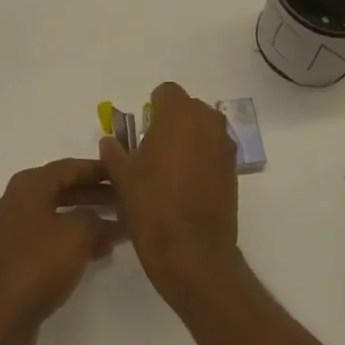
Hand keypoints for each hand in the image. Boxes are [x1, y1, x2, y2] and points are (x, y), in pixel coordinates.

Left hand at [0, 158, 123, 344]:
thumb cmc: (36, 264)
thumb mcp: (76, 234)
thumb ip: (95, 219)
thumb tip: (104, 221)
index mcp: (28, 186)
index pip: (70, 167)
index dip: (98, 169)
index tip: (124, 171)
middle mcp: (17, 203)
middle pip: (63, 190)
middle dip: (95, 194)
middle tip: (126, 200)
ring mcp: (13, 233)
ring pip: (58, 218)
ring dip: (88, 221)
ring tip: (120, 229)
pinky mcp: (15, 262)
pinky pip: (50, 241)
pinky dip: (73, 243)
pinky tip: (98, 254)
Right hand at [97, 82, 241, 312]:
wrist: (192, 252)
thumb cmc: (152, 205)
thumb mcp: (122, 176)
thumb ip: (114, 151)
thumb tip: (110, 141)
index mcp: (179, 115)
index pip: (166, 92)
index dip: (153, 107)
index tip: (142, 129)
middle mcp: (207, 123)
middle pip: (189, 108)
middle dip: (173, 121)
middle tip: (153, 148)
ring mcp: (224, 147)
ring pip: (204, 129)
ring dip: (189, 139)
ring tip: (169, 167)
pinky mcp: (234, 171)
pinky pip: (215, 151)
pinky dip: (202, 158)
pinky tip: (186, 184)